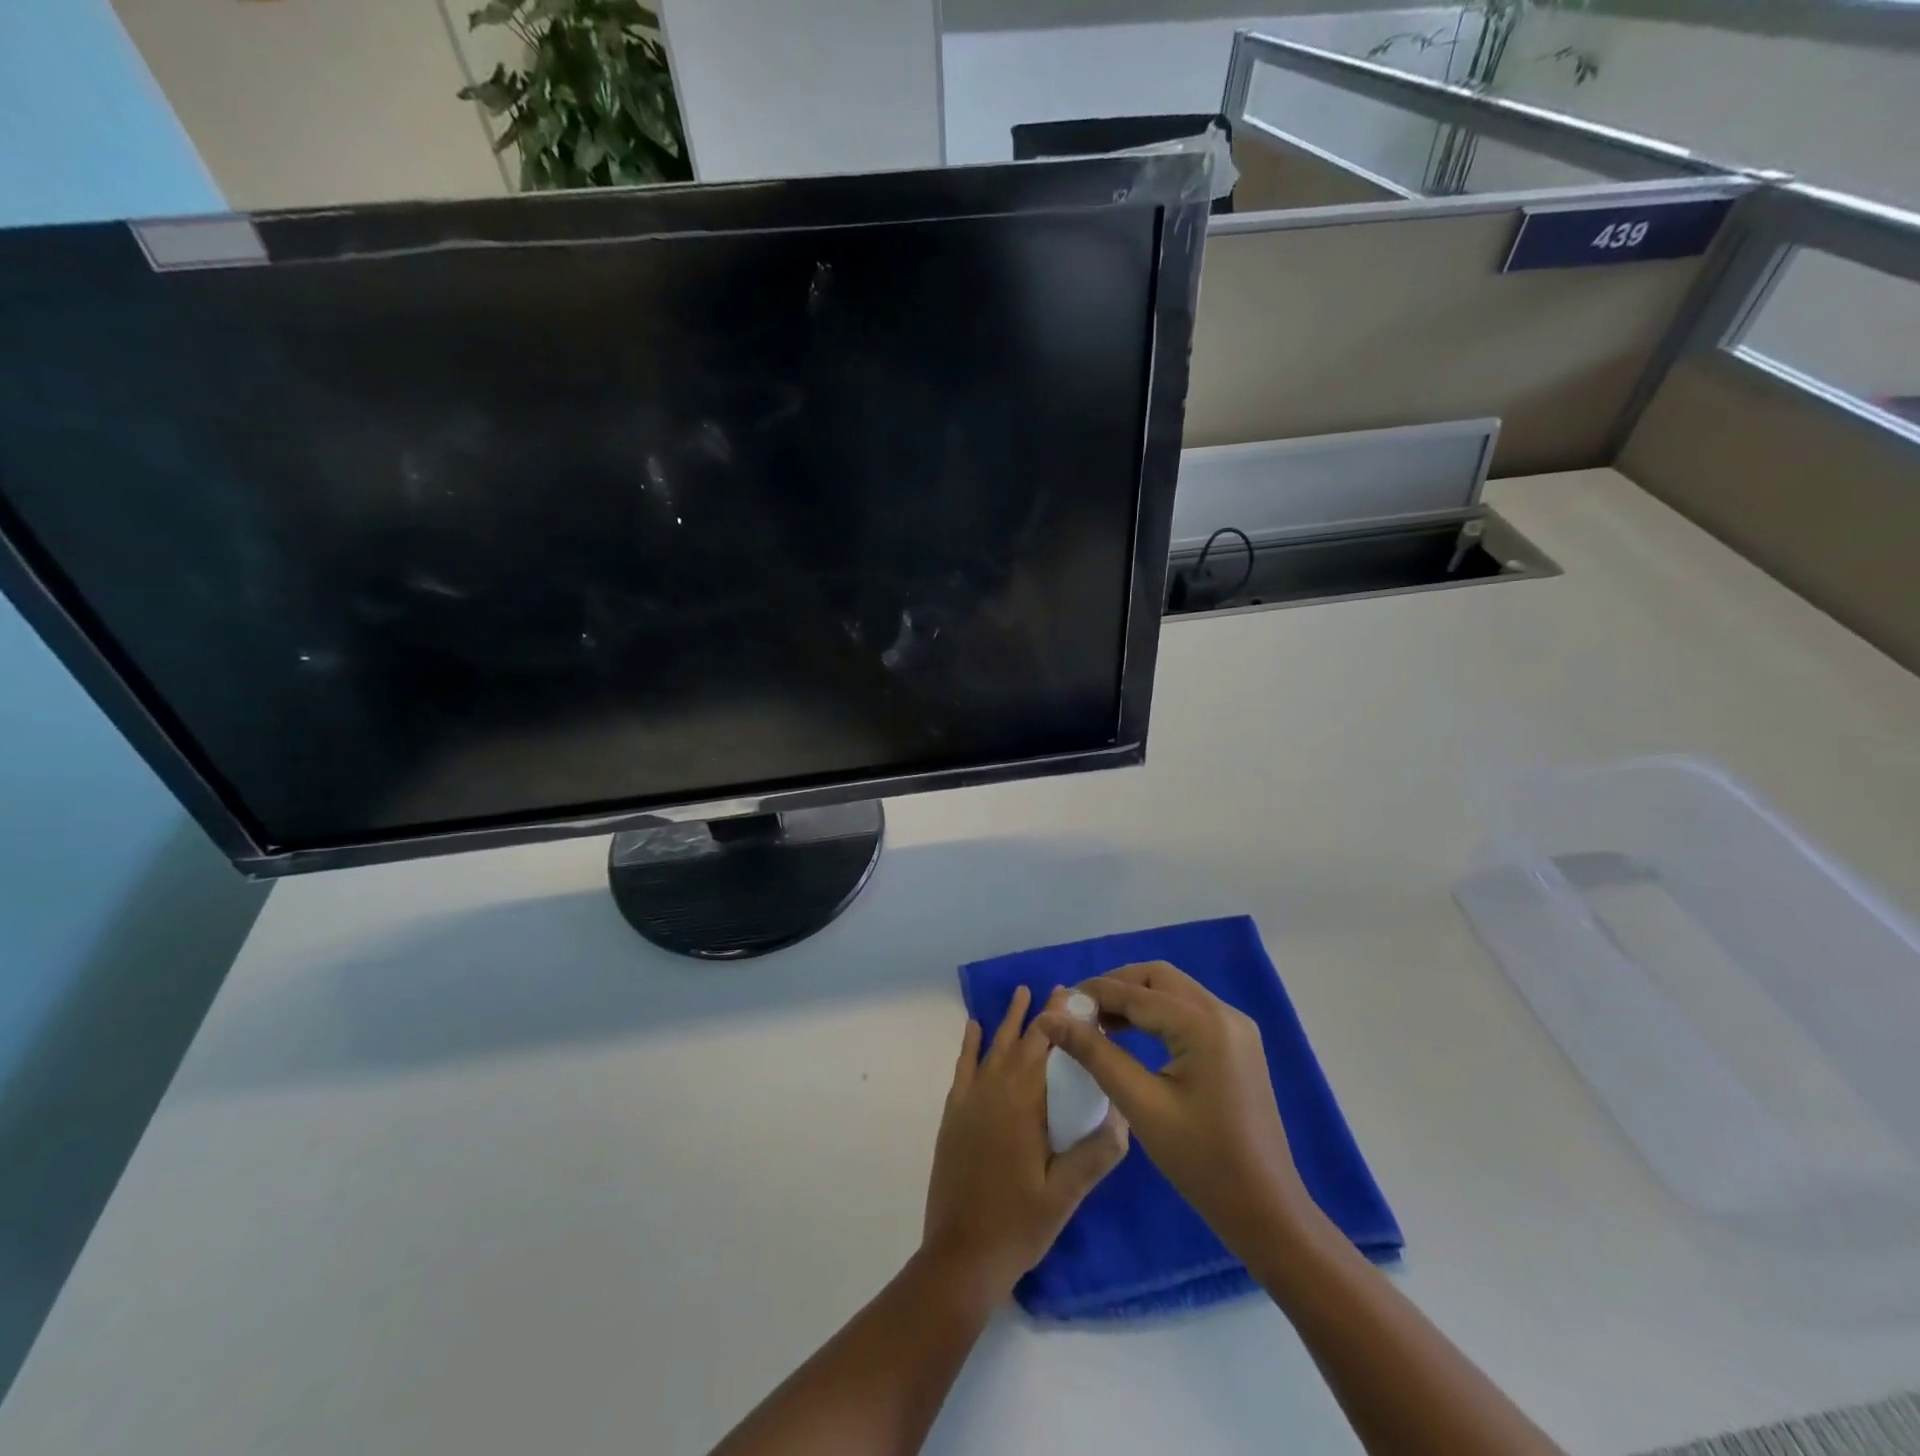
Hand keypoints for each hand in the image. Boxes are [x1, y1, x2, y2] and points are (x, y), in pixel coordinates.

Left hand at [921, 987, 1129, 1303]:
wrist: (960, 1257)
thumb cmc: (1017, 1226)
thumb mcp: (1065, 1196)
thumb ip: (1095, 1154)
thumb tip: (1125, 1115)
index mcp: (1024, 1105)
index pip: (1045, 1048)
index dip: (1060, 1020)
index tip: (1076, 997)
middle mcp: (994, 1091)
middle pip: (1021, 1042)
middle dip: (1041, 1015)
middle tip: (1059, 989)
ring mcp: (970, 1101)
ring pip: (993, 1048)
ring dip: (1008, 1020)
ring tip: (1021, 992)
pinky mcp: (953, 1115)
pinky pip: (963, 1068)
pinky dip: (970, 1045)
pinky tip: (974, 1027)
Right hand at [1036, 962, 1311, 1262]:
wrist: (1266, 1210)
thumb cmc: (1201, 1162)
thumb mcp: (1141, 1106)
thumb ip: (1096, 1054)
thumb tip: (1051, 1018)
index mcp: (1204, 1025)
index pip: (1137, 993)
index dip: (1094, 994)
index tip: (1059, 1005)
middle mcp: (1224, 1013)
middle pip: (1158, 978)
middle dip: (1117, 987)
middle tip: (1081, 1012)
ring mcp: (1236, 1027)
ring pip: (1174, 991)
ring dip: (1136, 998)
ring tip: (1099, 1023)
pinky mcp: (1238, 1044)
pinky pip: (1189, 1011)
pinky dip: (1157, 1014)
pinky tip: (1133, 1035)